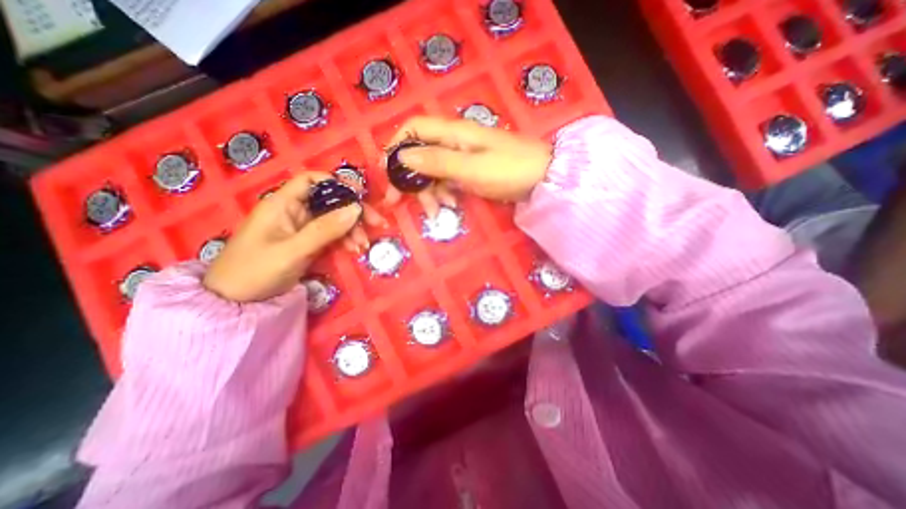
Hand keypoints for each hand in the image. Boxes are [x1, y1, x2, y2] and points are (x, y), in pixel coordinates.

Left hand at [203, 173, 382, 303]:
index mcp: (283, 203)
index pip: (312, 180)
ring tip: (364, 245)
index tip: (361, 195)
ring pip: (335, 219)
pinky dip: (346, 240)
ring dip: (353, 229)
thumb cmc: (256, 270)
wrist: (236, 301)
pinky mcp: (308, 242)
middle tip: (377, 223)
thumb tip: (356, 209)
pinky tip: (355, 249)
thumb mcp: (293, 250)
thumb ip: (325, 229)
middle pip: (330, 201)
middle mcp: (294, 211)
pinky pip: (332, 235)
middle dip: (354, 210)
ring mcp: (302, 228)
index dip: (337, 182)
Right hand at [382, 115, 551, 215]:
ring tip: (436, 212)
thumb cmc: (509, 170)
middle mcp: (454, 142)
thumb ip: (437, 162)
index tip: (386, 170)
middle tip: (397, 202)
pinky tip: (450, 206)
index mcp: (453, 133)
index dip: (396, 145)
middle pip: (420, 154)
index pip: (414, 129)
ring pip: (433, 171)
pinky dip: (444, 193)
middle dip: (408, 178)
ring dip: (428, 192)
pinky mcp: (470, 171)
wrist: (543, 178)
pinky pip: (448, 180)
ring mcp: (463, 157)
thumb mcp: (471, 168)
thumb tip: (402, 157)